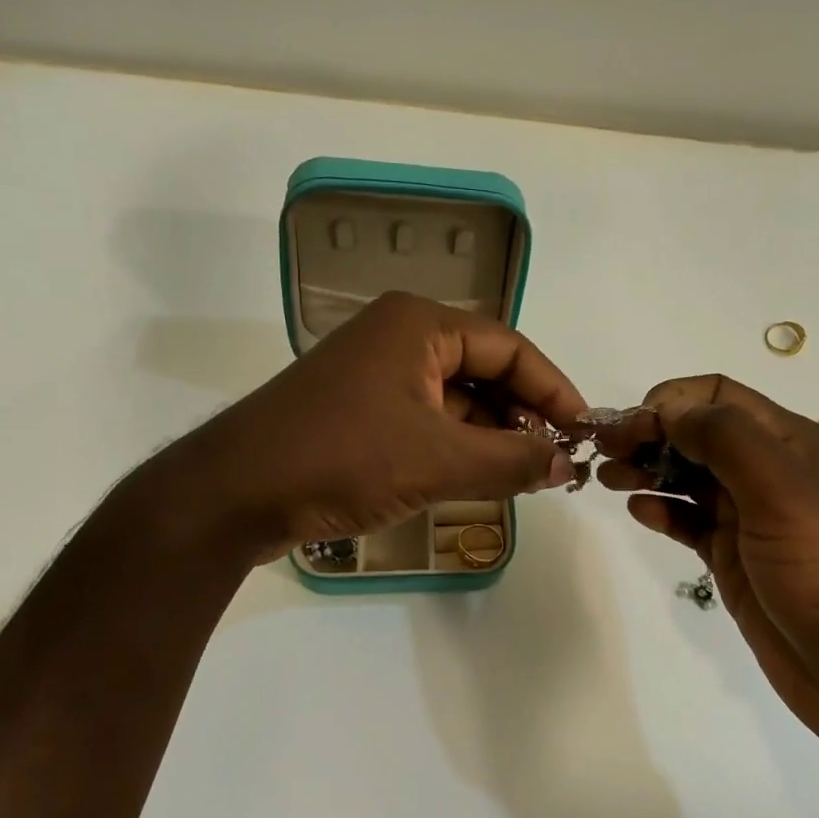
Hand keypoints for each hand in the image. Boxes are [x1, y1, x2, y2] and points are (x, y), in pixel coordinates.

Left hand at [126, 292, 585, 562]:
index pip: (510, 348)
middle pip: (484, 370)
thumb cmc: (341, 459)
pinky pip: (427, 421)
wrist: (234, 494)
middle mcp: (399, 337)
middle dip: (524, 415)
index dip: (553, 390)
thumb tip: (566, 466)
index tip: (584, 432)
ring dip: (492, 435)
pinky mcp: (360, 412)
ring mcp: (376, 375)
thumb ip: (511, 461)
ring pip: (456, 400)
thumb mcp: (438, 460)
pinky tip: (481, 479)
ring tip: (526, 475)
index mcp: (419, 324)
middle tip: (557, 461)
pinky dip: (458, 447)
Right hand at [597, 376, 818, 774]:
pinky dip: (663, 510)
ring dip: (648, 468)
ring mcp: (752, 520)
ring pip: (690, 476)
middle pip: (699, 433)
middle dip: (650, 433)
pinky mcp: (737, 561)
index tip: (628, 427)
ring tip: (608, 478)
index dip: (670, 402)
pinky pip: (691, 522)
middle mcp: (771, 473)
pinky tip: (640, 512)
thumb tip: (670, 410)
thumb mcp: (786, 496)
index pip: (719, 396)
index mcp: (793, 444)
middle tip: (603, 451)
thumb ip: (728, 441)